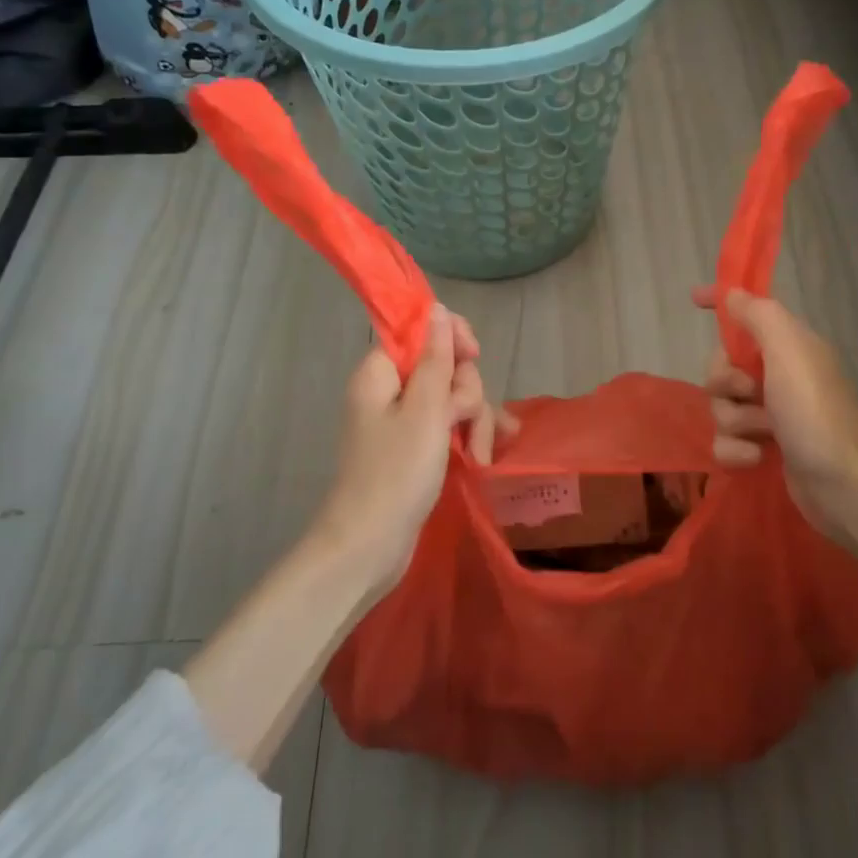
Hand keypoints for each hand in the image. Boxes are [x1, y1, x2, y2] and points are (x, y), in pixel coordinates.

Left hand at [315, 305, 516, 589]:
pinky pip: (450, 427)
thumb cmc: (395, 474)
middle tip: (461, 422)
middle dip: (466, 393)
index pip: (421, 331)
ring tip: (479, 454)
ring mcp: (405, 423)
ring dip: (474, 421)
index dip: (452, 339)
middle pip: (444, 367)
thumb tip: (439, 310)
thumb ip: (436, 359)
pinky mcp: (417, 450)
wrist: (368, 548)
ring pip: (453, 400)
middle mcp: (392, 392)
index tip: (472, 356)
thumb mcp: (425, 411)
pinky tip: (488, 454)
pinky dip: (468, 437)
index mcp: (382, 373)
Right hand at [693, 285, 857, 542]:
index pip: (748, 312)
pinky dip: (737, 451)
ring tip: (763, 434)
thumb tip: (731, 293)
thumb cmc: (815, 412)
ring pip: (720, 406)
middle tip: (748, 393)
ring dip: (734, 421)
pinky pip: (725, 441)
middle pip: (721, 366)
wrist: (844, 487)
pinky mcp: (763, 449)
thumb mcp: (789, 351)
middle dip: (724, 382)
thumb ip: (758, 316)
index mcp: (788, 346)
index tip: (694, 300)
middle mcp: (778, 375)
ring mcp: (770, 414)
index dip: (722, 303)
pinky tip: (757, 459)